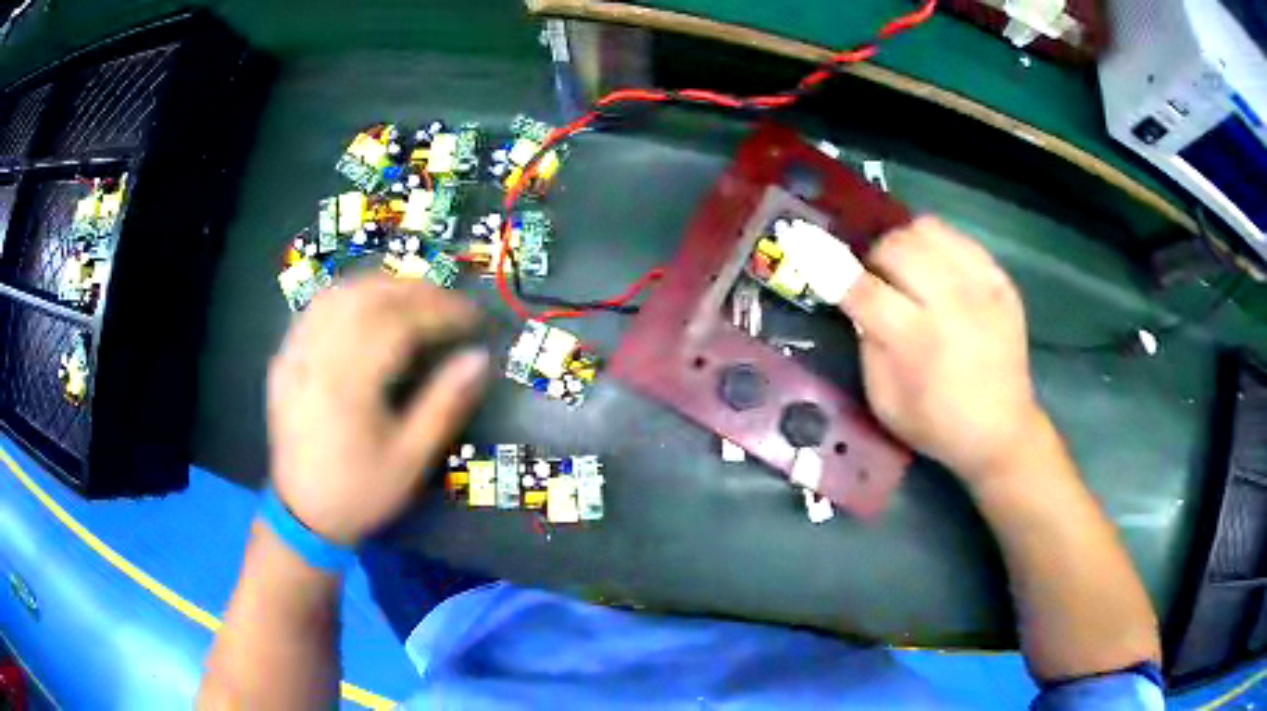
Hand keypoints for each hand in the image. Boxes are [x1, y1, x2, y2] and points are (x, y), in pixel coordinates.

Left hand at [266, 275, 489, 544]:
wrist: (302, 515)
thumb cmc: (360, 492)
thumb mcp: (410, 459)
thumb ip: (444, 404)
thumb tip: (479, 358)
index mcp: (348, 384)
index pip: (399, 323)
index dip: (441, 311)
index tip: (473, 316)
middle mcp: (316, 357)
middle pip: (367, 297)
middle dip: (414, 290)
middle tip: (449, 302)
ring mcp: (295, 354)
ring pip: (338, 294)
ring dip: (381, 285)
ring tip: (414, 297)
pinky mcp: (284, 359)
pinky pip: (315, 309)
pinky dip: (348, 296)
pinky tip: (367, 307)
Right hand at [839, 216, 1045, 483]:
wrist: (1001, 430)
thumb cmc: (936, 424)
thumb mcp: (884, 402)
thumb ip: (866, 345)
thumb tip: (857, 300)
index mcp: (915, 340)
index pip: (862, 288)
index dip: (834, 270)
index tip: (816, 257)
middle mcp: (949, 303)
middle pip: (895, 246)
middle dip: (875, 257)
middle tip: (879, 279)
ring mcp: (980, 287)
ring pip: (927, 230)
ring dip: (906, 244)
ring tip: (909, 268)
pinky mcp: (1001, 282)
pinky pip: (961, 238)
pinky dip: (940, 246)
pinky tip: (939, 270)